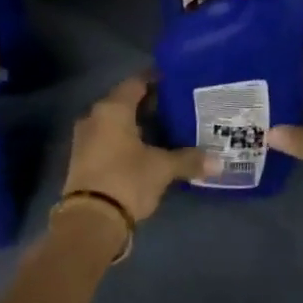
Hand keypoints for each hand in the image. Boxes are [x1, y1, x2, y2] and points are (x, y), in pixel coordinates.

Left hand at [62, 75, 210, 224]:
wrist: (89, 222)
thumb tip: (219, 162)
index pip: (136, 82)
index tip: (177, 82)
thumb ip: (189, 160)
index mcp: (112, 109)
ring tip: (166, 129)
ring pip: (116, 123)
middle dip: (149, 104)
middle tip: (177, 107)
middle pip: (125, 102)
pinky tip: (147, 150)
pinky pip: (108, 140)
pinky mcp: (83, 160)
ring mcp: (85, 139)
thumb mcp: (162, 168)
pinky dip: (126, 141)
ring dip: (137, 125)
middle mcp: (94, 117)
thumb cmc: (126, 180)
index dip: (157, 80)